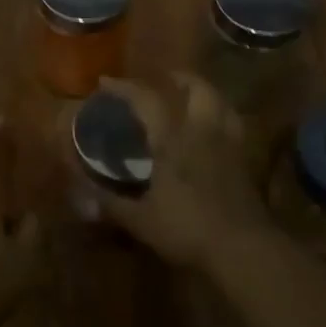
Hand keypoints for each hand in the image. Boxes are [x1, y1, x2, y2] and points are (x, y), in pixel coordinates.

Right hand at [96, 74, 272, 270]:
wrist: (244, 248)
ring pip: (223, 104)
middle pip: (198, 89)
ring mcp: (228, 145)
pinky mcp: (245, 162)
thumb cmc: (187, 229)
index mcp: (173, 140)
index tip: (106, 82)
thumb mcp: (140, 220)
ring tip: (192, 98)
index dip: (125, 88)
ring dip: (206, 93)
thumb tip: (80, 193)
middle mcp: (202, 132)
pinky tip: (213, 132)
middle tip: (164, 79)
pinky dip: (222, 118)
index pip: (148, 100)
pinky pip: (234, 126)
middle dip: (179, 78)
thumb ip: (110, 203)